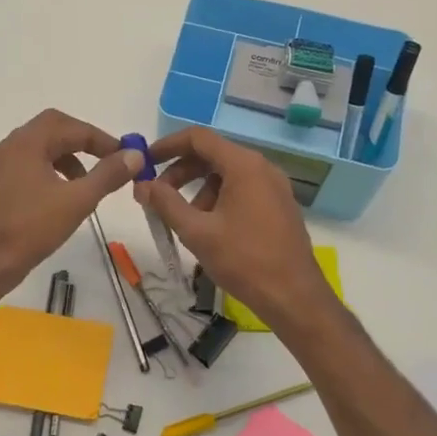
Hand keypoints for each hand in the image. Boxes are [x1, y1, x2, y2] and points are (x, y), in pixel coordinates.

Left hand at [0, 110, 144, 300]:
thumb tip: (134, 155)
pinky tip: (63, 196)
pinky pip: (30, 164)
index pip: (72, 126)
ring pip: (41, 147)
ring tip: (88, 182)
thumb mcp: (77, 201)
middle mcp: (10, 146)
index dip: (102, 139)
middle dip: (84, 141)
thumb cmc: (30, 229)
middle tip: (107, 159)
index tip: (125, 156)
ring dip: (68, 156)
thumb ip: (108, 174)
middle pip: (53, 128)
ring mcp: (0, 165)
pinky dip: (52, 170)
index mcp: (27, 143)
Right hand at [135, 127, 337, 334]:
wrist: (294, 297)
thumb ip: (165, 203)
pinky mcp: (279, 205)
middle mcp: (262, 167)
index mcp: (244, 165)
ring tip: (183, 218)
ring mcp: (274, 186)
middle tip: (157, 195)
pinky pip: (243, 189)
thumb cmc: (244, 260)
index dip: (168, 145)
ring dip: (199, 188)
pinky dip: (219, 198)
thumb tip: (142, 185)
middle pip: (213, 155)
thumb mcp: (197, 232)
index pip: (198, 138)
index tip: (145, 162)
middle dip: (180, 171)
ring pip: (227, 174)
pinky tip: (209, 227)